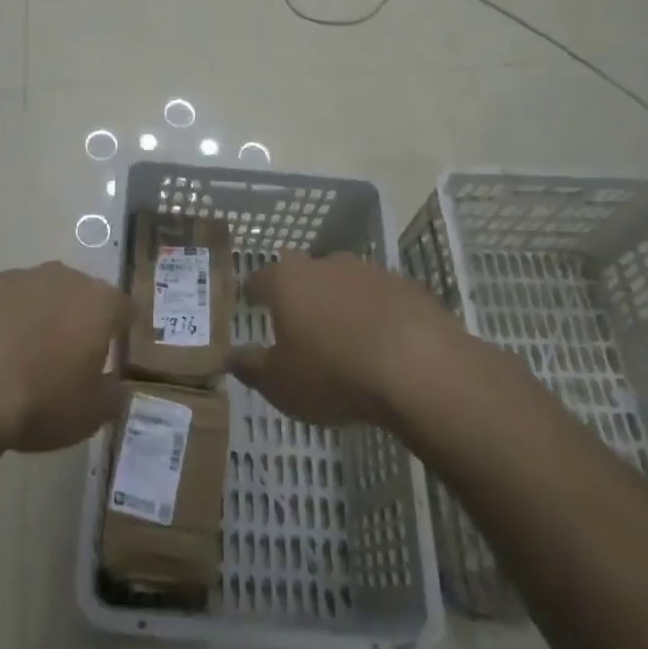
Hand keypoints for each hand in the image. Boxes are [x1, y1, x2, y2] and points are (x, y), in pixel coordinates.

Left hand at [0, 262, 128, 453]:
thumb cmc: (39, 399)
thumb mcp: (89, 415)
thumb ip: (112, 396)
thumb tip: (117, 386)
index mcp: (97, 303)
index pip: (123, 309)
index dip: (122, 331)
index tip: (116, 354)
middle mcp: (61, 278)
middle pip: (78, 295)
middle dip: (75, 322)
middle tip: (65, 361)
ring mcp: (14, 278)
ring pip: (34, 297)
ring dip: (33, 321)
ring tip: (18, 363)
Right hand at [230, 252, 459, 427]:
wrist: (419, 368)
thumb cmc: (334, 374)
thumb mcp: (280, 384)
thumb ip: (250, 368)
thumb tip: (228, 356)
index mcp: (287, 281)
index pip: (259, 278)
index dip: (253, 292)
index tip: (251, 302)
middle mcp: (325, 264)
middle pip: (304, 274)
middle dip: (300, 294)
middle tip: (299, 323)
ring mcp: (368, 271)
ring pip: (344, 283)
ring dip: (340, 303)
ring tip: (343, 338)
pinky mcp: (406, 287)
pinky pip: (380, 299)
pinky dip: (375, 315)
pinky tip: (382, 344)